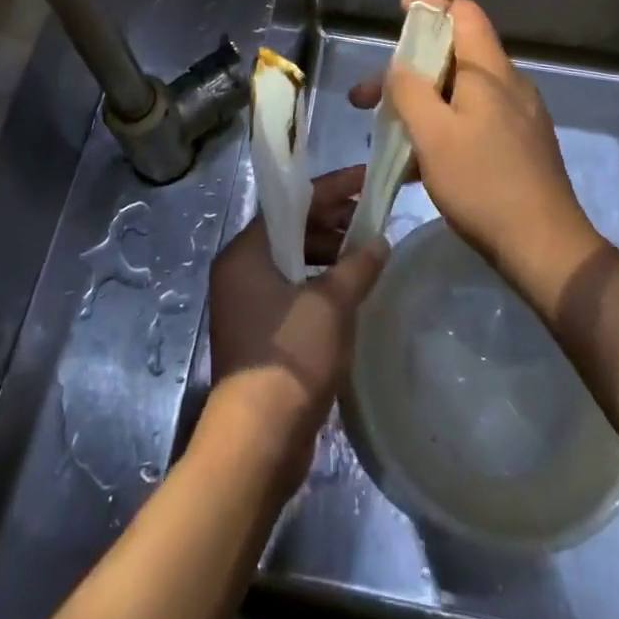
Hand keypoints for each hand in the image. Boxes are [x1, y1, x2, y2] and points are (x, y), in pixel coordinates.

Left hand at [205, 166, 387, 494]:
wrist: (258, 440)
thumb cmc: (292, 357)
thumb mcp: (332, 304)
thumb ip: (357, 266)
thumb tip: (379, 242)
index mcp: (245, 252)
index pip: (292, 203)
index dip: (333, 188)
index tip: (367, 178)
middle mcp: (239, 270)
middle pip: (291, 230)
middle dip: (333, 223)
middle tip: (372, 220)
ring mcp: (245, 303)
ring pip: (293, 261)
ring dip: (329, 255)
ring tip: (367, 256)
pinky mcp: (258, 332)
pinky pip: (292, 290)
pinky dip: (320, 283)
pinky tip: (350, 292)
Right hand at [350, 0, 601, 294]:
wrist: (545, 248)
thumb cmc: (483, 183)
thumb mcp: (433, 134)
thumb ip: (410, 91)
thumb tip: (400, 66)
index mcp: (490, 71)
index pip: (464, 13)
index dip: (430, 5)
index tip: (399, 12)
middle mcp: (508, 84)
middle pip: (454, 56)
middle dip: (407, 71)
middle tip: (365, 99)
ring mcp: (518, 117)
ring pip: (460, 93)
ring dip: (420, 104)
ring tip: (385, 136)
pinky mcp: (520, 146)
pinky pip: (473, 120)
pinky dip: (442, 128)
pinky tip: (418, 164)